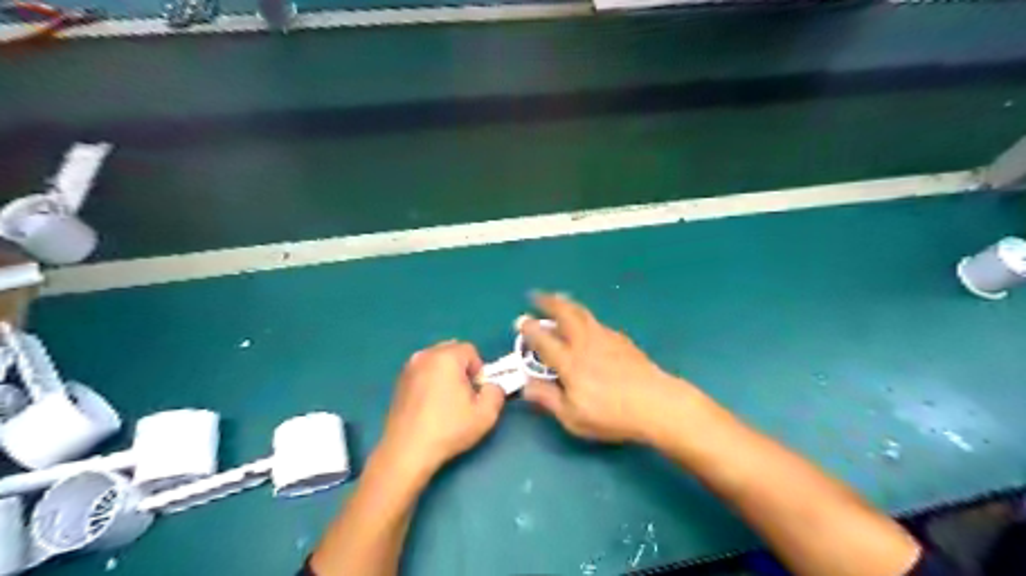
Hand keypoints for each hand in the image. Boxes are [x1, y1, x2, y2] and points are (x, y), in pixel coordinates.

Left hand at [375, 341, 503, 476]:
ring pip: (436, 361)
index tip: (476, 392)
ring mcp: (409, 368)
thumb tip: (492, 386)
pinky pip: (423, 372)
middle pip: (452, 351)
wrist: (407, 451)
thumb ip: (497, 392)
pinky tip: (431, 405)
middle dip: (462, 368)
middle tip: (464, 395)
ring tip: (447, 401)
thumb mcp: (486, 414)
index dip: (479, 370)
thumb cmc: (448, 429)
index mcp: (446, 357)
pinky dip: (430, 381)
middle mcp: (425, 356)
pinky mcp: (399, 382)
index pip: (471, 350)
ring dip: (446, 374)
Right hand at [523, 294, 696, 442]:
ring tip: (559, 299)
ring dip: (567, 304)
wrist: (657, 403)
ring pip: (582, 314)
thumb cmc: (612, 415)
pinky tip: (587, 322)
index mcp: (570, 363)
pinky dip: (586, 316)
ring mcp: (606, 338)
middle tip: (537, 296)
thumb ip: (548, 399)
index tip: (520, 320)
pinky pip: (598, 322)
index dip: (530, 330)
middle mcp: (585, 344)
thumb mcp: (573, 417)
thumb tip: (526, 385)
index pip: (544, 341)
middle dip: (548, 302)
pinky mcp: (622, 340)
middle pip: (565, 315)